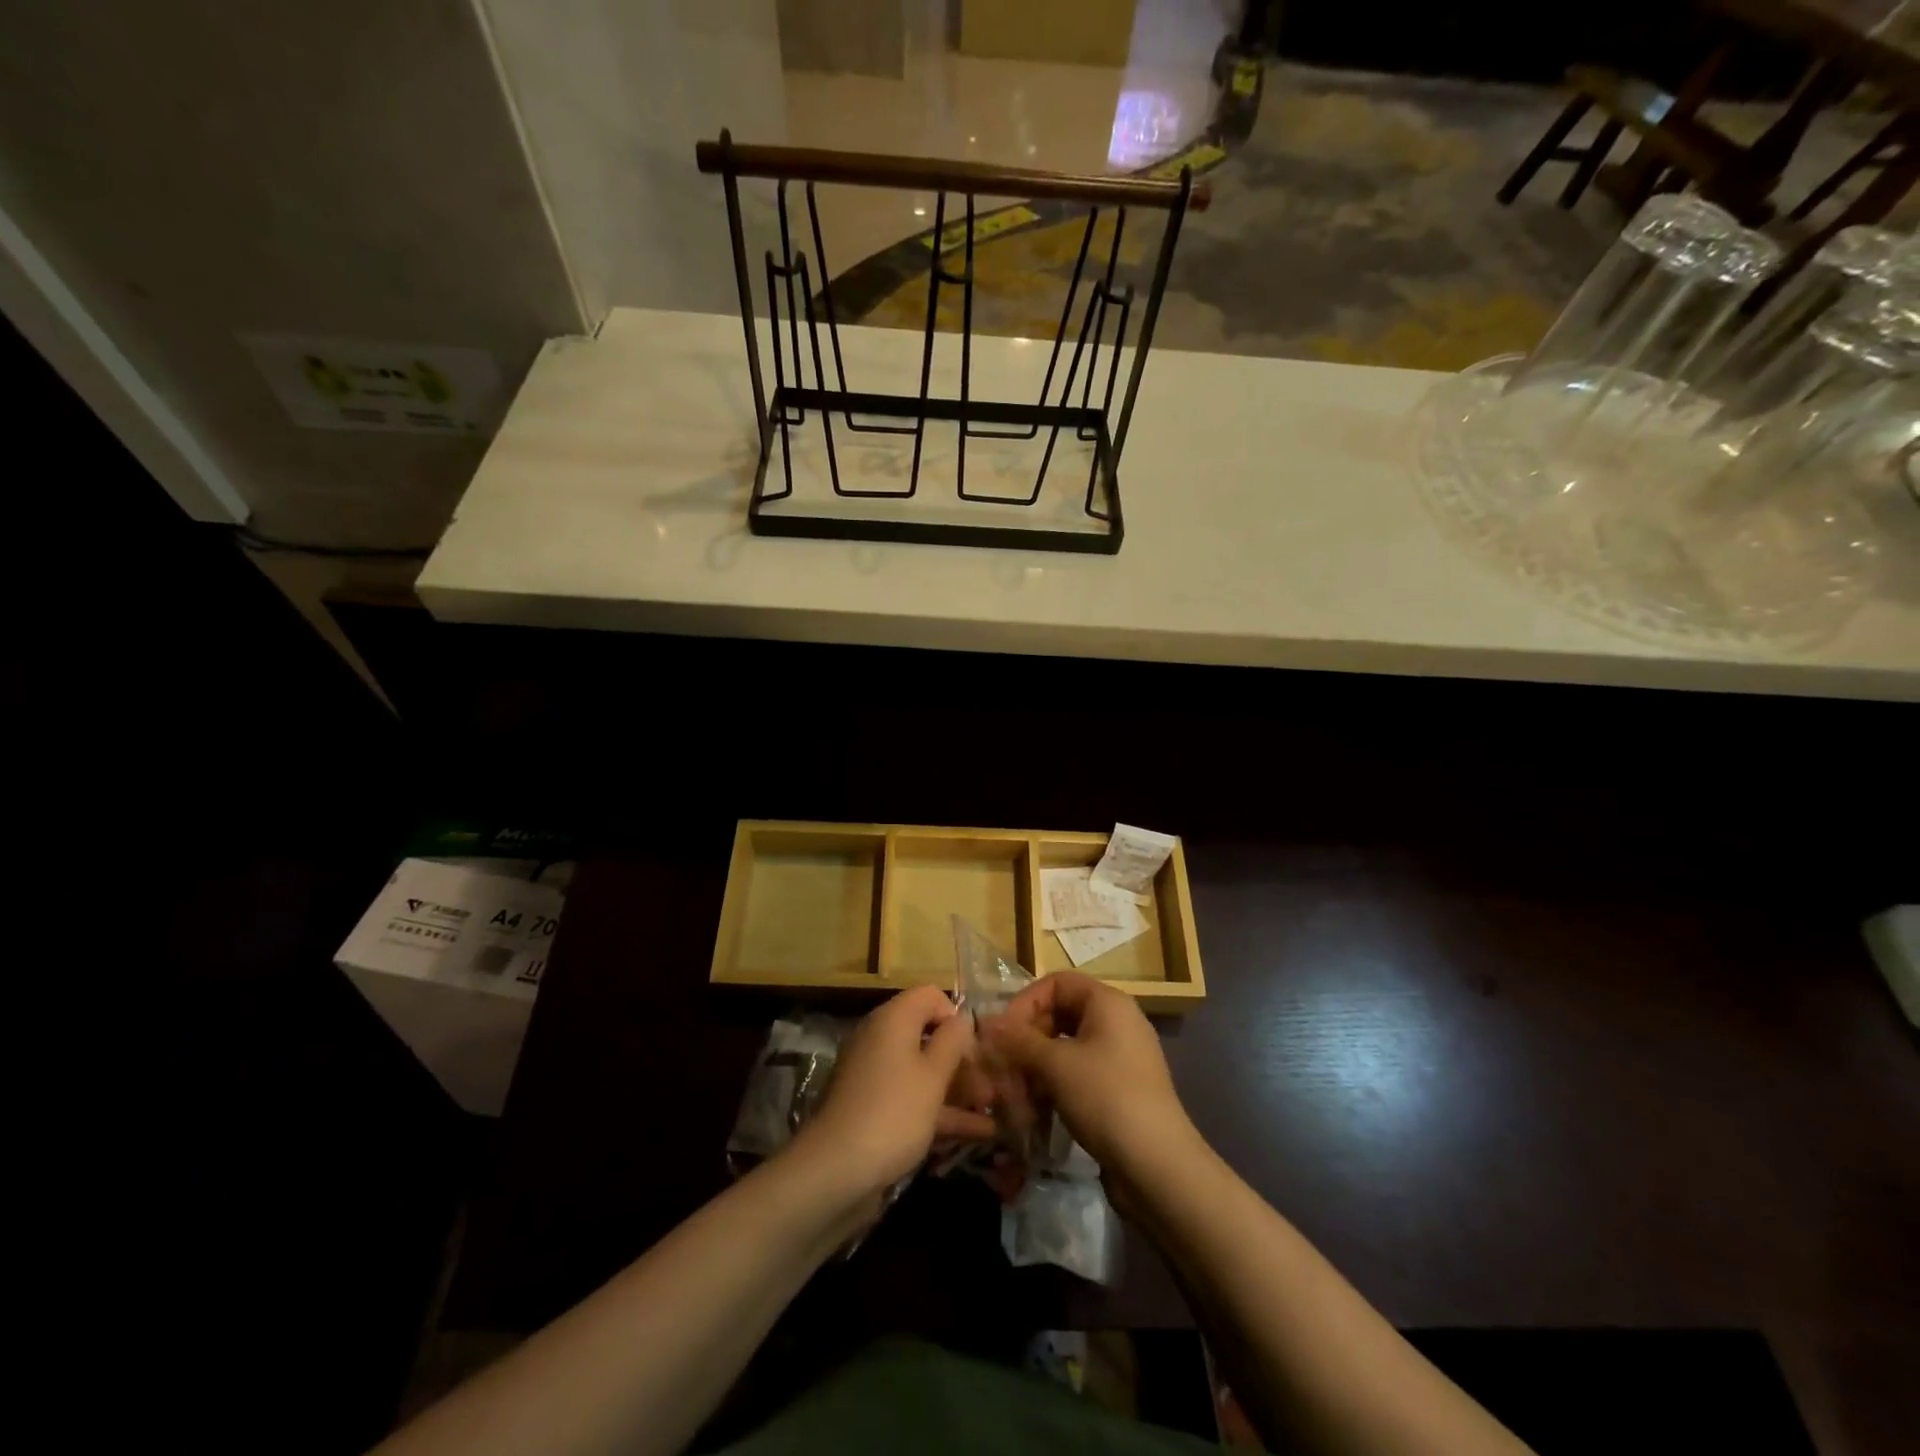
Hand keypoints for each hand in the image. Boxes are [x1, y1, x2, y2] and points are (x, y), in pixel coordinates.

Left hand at [790, 986, 995, 1207]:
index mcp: (893, 1020)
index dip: (956, 1016)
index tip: (976, 1046)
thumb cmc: (893, 1112)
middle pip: (928, 1035)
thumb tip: (962, 1018)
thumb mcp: (932, 1075)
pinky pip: (913, 1098)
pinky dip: (942, 1110)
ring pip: (923, 1071)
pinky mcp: (874, 1109)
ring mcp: (876, 1076)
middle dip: (962, 1058)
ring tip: (994, 1108)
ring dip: (958, 1087)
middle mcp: (881, 1040)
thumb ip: (953, 1041)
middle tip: (991, 1083)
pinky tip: (978, 1132)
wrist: (835, 1172)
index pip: (929, 996)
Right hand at [984, 972, 1199, 1182]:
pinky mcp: (1118, 1089)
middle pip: (1059, 1014)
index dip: (1025, 1002)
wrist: (1158, 1167)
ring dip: (1036, 1068)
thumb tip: (987, 1022)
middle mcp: (1116, 1021)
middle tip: (1004, 1068)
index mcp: (1107, 1002)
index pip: (1056, 983)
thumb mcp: (1056, 1065)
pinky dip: (1054, 1087)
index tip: (1002, 1034)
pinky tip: (1036, 1113)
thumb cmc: (1106, 1098)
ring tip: (1016, 1096)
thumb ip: (1019, 1040)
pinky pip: (1078, 1074)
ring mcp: (1119, 1057)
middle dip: (1027, 1041)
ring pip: (1065, 1048)